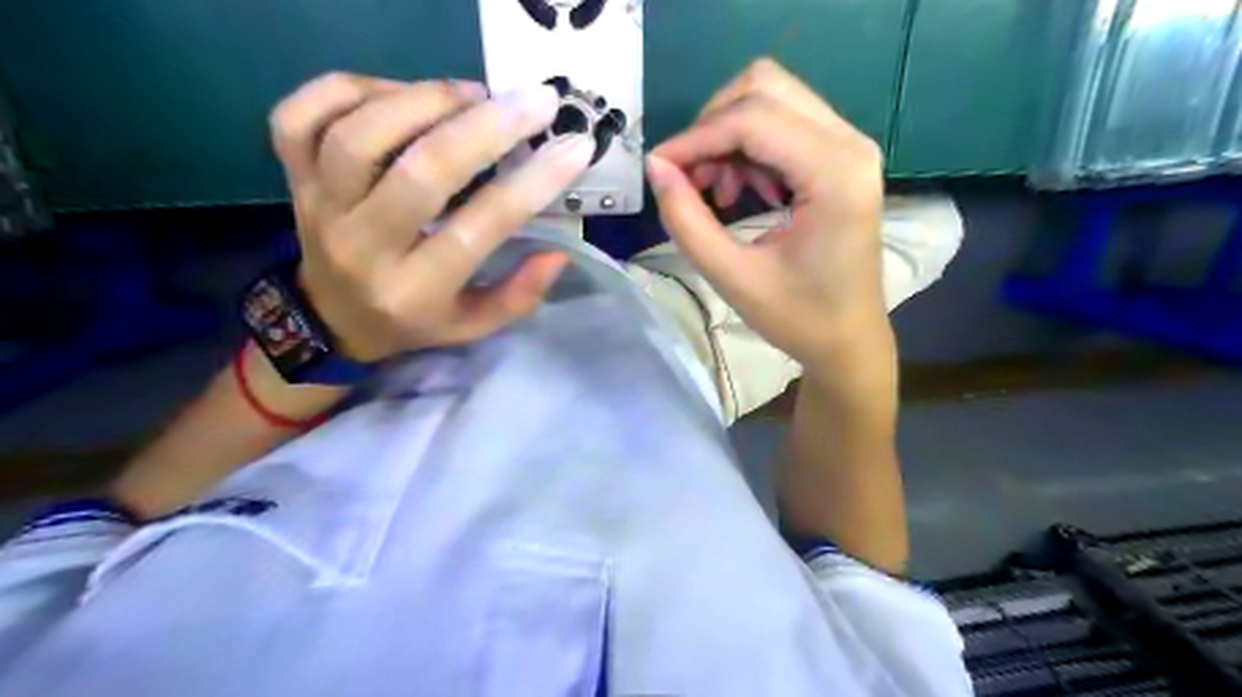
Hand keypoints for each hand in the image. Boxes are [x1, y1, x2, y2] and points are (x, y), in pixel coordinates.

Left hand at [267, 74, 595, 361]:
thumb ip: (518, 296)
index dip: (532, 184)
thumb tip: (558, 252)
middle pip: (420, 172)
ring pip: (360, 135)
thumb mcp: (473, 326)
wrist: (330, 319)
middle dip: (486, 128)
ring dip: (425, 100)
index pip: (478, 228)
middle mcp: (363, 246)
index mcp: (415, 290)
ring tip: (474, 94)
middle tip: (534, 100)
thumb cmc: (412, 320)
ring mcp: (319, 205)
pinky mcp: (292, 176)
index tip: (575, 147)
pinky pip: (302, 116)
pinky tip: (401, 94)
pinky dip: (351, 89)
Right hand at [644, 58, 887, 367]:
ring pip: (772, 99)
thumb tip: (655, 168)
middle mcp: (850, 144)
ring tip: (717, 193)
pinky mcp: (841, 157)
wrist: (849, 341)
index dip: (696, 138)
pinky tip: (742, 191)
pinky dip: (749, 147)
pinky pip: (784, 123)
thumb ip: (688, 221)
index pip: (753, 119)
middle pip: (765, 87)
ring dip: (729, 137)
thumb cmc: (799, 318)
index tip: (658, 169)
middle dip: (713, 126)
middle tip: (691, 178)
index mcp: (835, 174)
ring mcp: (850, 146)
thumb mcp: (733, 277)